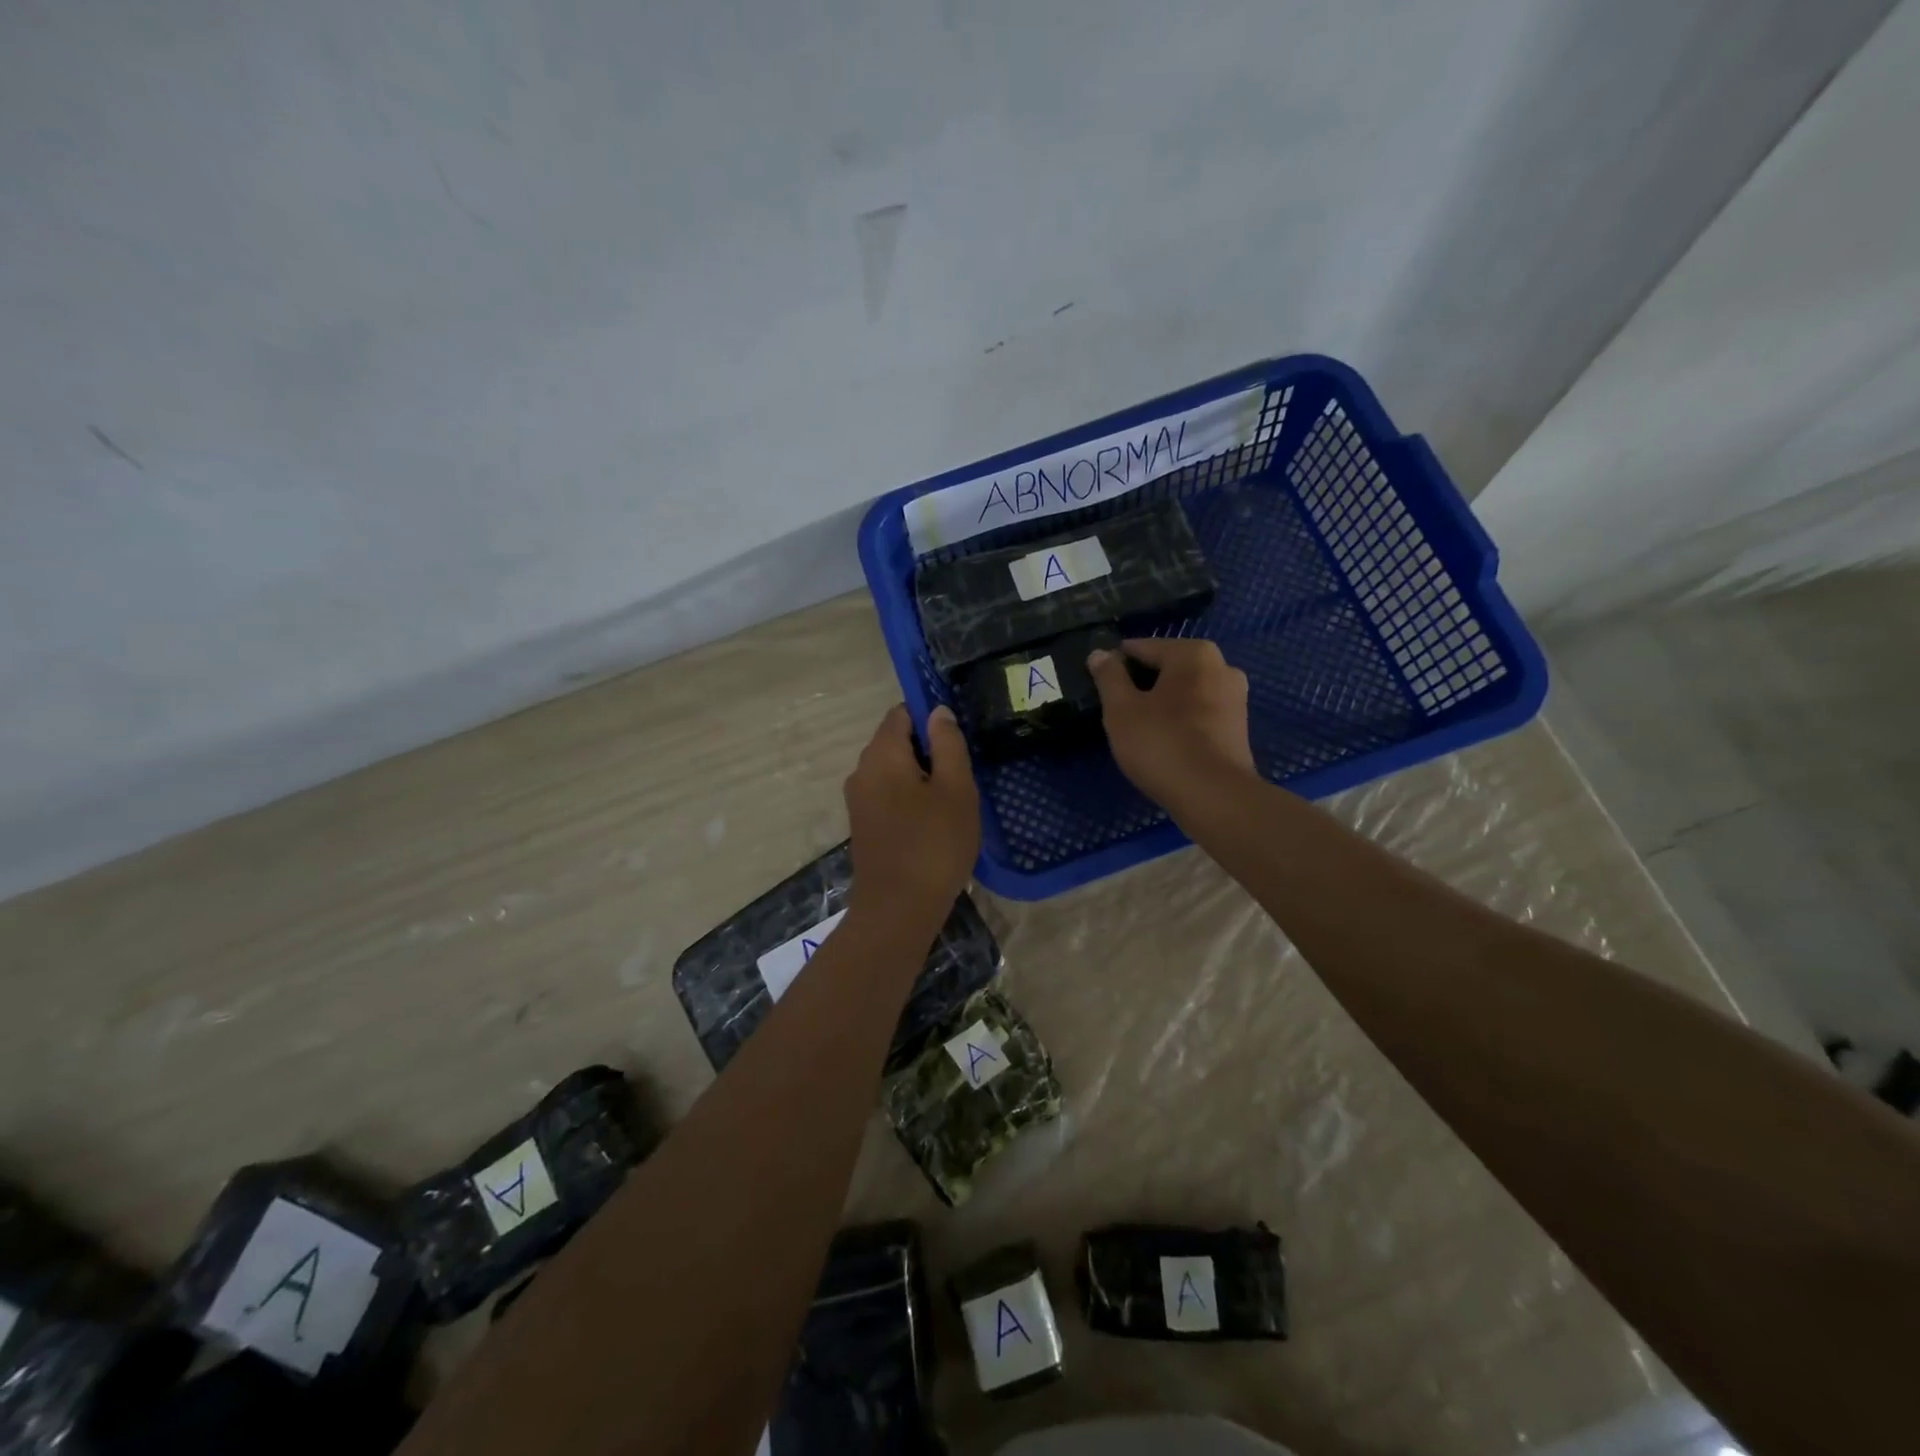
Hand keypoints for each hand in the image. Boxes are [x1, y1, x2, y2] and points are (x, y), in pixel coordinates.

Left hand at [844, 704, 979, 922]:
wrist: (897, 911)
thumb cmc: (934, 844)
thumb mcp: (955, 789)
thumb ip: (948, 744)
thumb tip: (938, 711)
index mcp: (881, 754)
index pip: (902, 713)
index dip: (931, 716)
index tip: (959, 736)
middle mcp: (862, 770)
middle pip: (896, 741)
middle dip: (929, 749)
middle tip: (963, 772)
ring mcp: (859, 800)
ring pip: (894, 771)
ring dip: (922, 777)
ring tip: (954, 798)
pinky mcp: (863, 825)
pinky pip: (888, 795)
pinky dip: (911, 797)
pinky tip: (935, 820)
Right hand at [1087, 639, 1255, 812]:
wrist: (1214, 797)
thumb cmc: (1162, 744)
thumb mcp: (1121, 709)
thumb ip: (1108, 677)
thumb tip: (1099, 653)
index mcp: (1193, 654)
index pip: (1142, 648)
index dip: (1115, 665)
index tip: (1098, 686)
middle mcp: (1221, 666)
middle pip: (1167, 668)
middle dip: (1141, 684)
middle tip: (1116, 710)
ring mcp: (1235, 697)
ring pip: (1184, 691)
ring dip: (1161, 703)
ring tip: (1138, 728)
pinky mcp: (1238, 727)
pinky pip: (1199, 712)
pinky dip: (1180, 720)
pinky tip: (1164, 741)